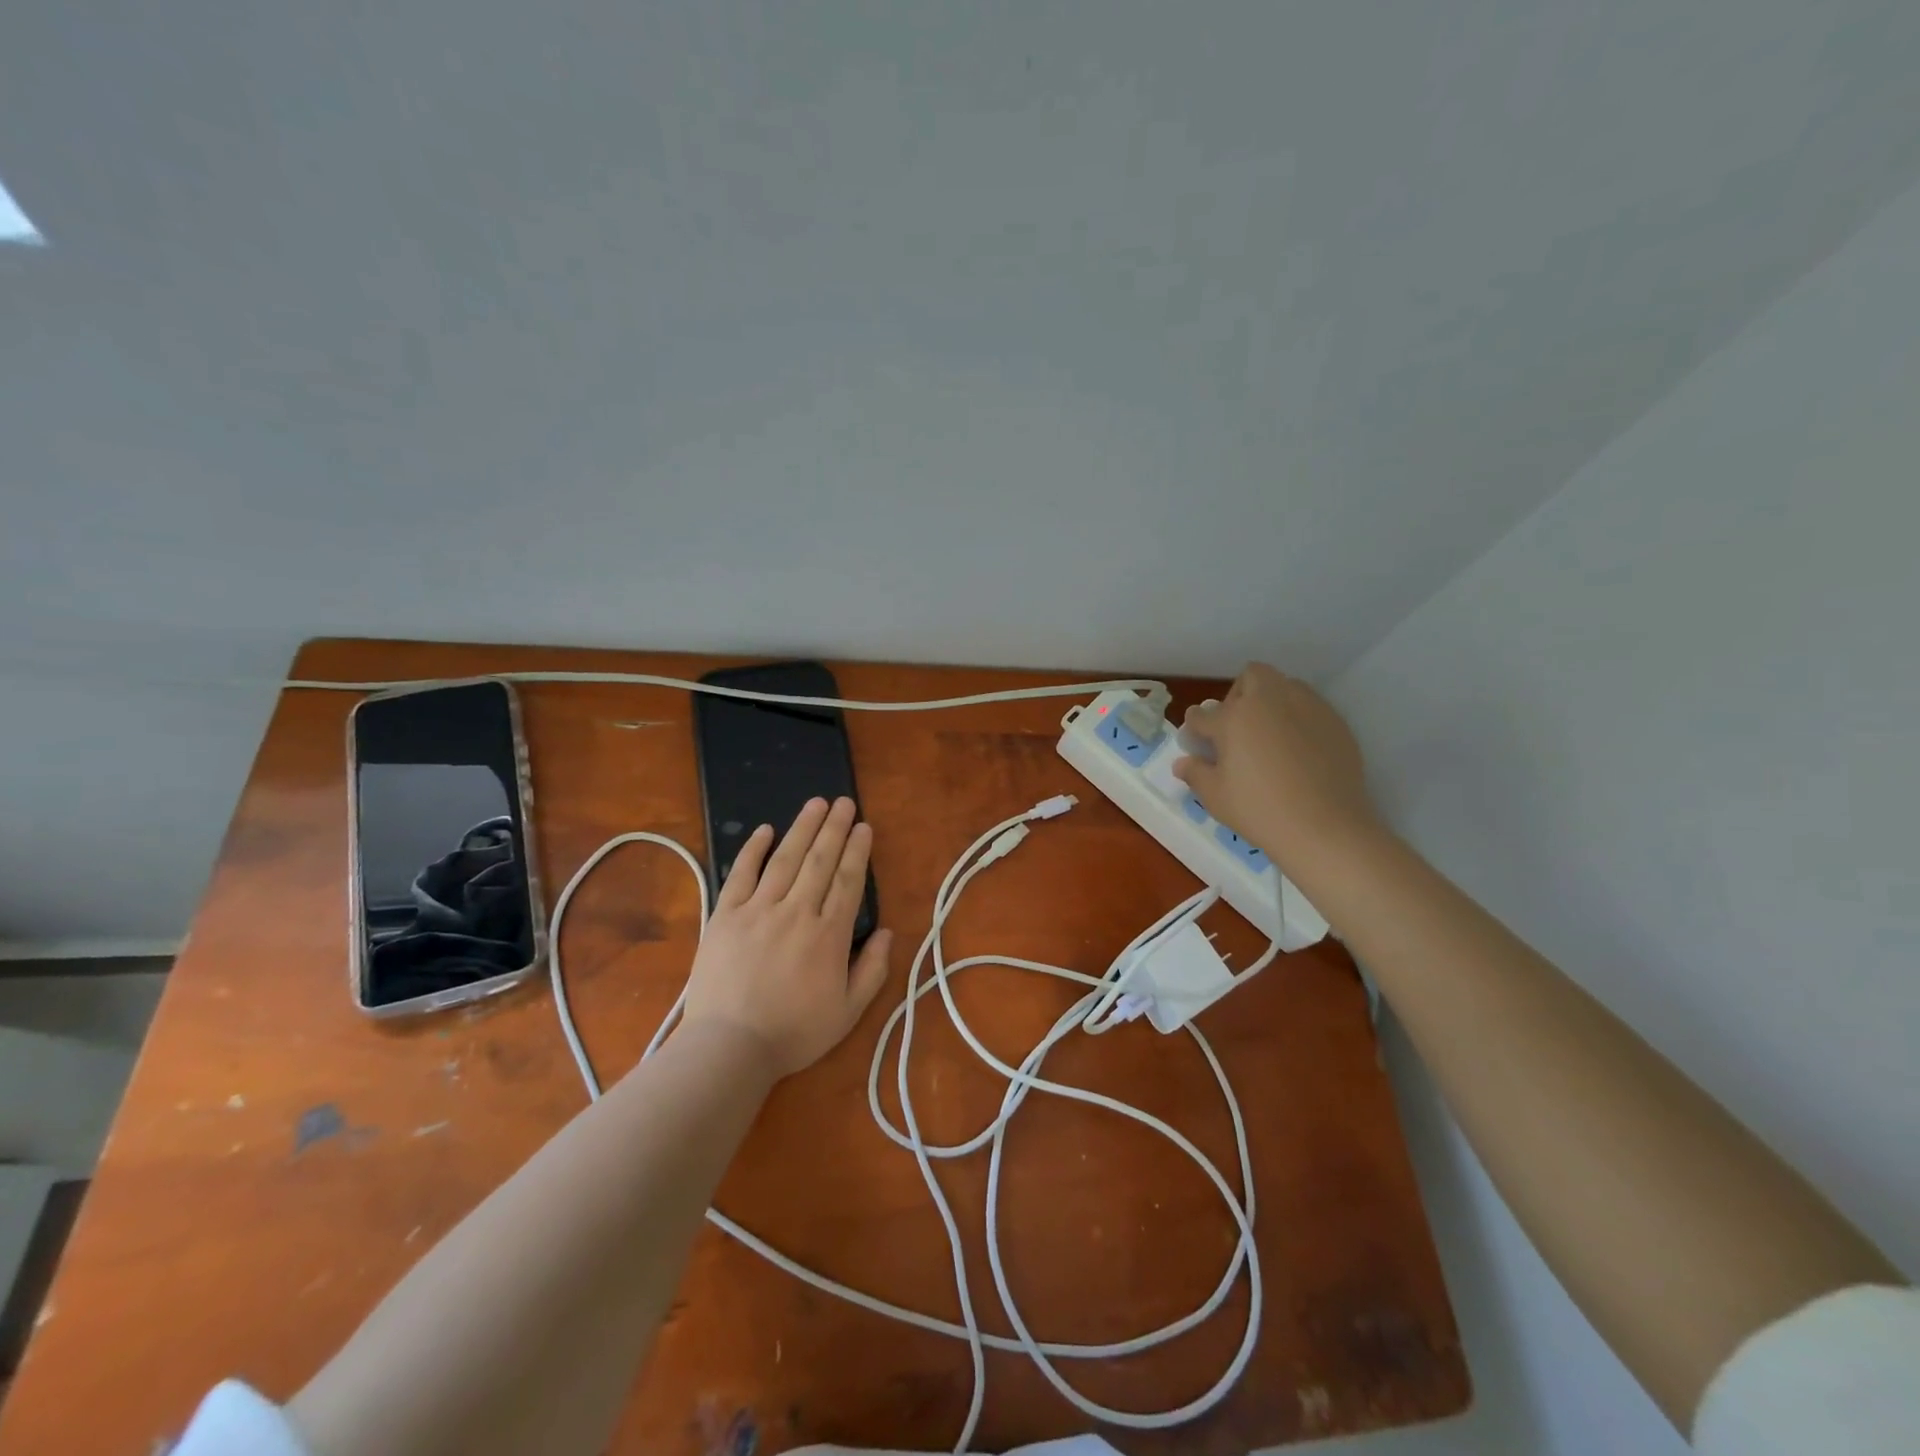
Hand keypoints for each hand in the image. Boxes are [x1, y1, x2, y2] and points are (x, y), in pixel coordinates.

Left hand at [680, 797, 893, 1078]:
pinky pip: (741, 874)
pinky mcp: (725, 915)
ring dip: (802, 828)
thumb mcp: (848, 1012)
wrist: (729, 1048)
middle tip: (843, 801)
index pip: (847, 881)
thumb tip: (887, 932)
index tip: (863, 826)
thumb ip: (872, 970)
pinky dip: (753, 849)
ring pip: (785, 859)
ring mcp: (758, 910)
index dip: (857, 851)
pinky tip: (765, 829)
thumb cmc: (793, 1033)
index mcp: (829, 935)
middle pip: (819, 861)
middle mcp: (796, 912)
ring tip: (815, 804)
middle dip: (834, 828)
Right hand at [1172, 664, 1381, 873]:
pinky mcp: (1335, 722)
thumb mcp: (1215, 796)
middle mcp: (1269, 701)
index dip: (1196, 727)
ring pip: (1285, 686)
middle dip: (1239, 694)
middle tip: (1238, 727)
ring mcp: (1307, 708)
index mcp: (1233, 718)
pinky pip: (1311, 708)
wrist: (1324, 827)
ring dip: (1272, 701)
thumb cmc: (1259, 810)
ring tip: (1270, 735)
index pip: (1203, 714)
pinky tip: (1299, 750)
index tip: (1198, 740)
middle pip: (1251, 676)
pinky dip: (1299, 719)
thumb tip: (1183, 763)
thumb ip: (1196, 773)